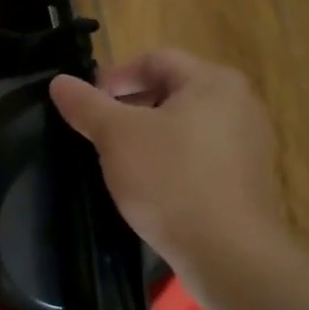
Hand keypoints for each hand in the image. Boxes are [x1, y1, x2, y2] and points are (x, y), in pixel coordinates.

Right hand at [49, 50, 288, 297]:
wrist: (225, 250)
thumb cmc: (170, 180)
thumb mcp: (116, 137)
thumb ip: (86, 105)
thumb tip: (60, 82)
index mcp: (213, 82)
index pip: (154, 59)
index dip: (113, 76)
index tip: (86, 104)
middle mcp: (240, 103)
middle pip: (171, 91)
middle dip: (129, 107)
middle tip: (97, 133)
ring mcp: (248, 143)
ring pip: (185, 125)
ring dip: (148, 135)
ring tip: (118, 161)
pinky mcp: (245, 178)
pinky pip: (199, 156)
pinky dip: (169, 160)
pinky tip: (149, 186)